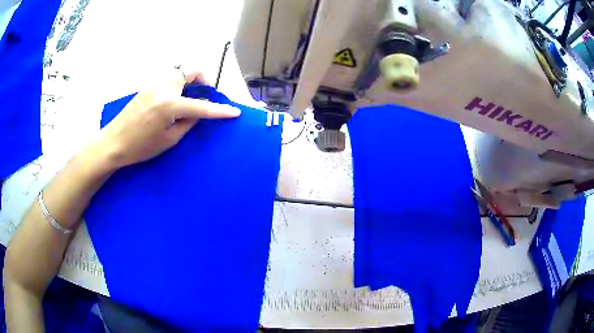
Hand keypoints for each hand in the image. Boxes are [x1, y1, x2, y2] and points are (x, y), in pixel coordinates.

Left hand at [94, 70, 240, 168]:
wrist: (113, 143)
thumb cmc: (140, 148)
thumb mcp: (168, 140)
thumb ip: (187, 123)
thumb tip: (198, 113)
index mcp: (169, 105)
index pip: (201, 106)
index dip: (219, 110)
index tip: (234, 111)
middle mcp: (163, 87)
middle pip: (190, 70)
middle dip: (202, 80)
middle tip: (204, 95)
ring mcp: (154, 84)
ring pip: (179, 71)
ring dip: (189, 80)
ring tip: (188, 98)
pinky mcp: (147, 86)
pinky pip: (168, 78)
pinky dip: (177, 84)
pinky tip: (173, 100)